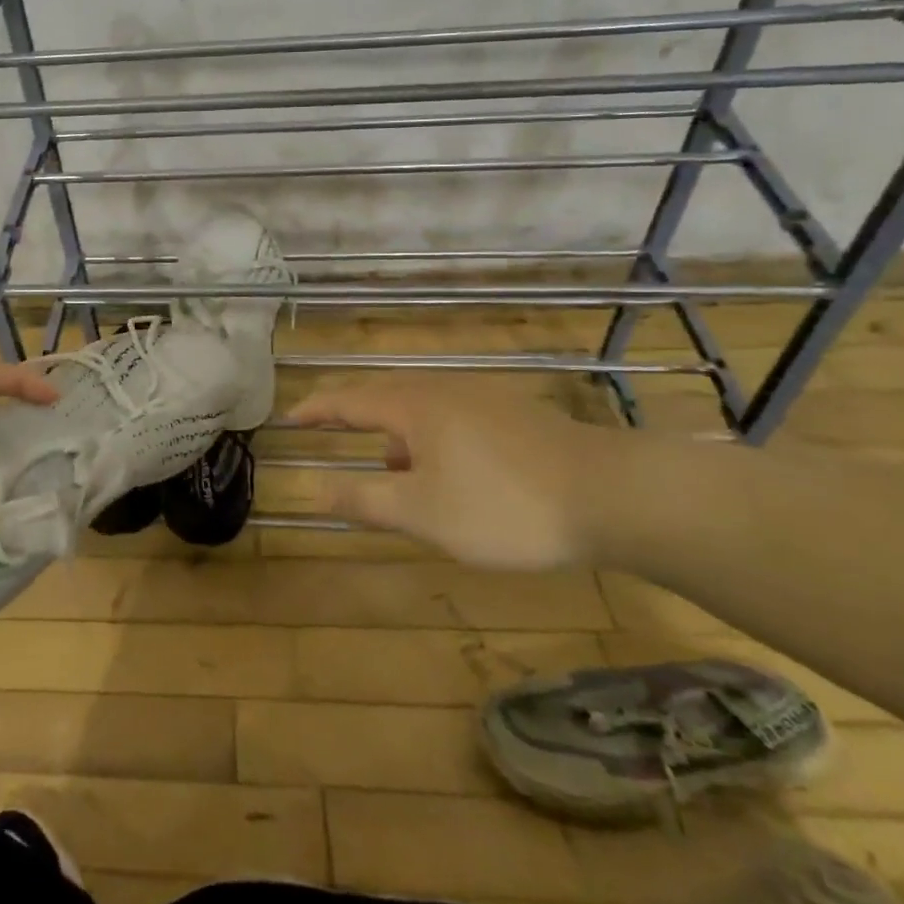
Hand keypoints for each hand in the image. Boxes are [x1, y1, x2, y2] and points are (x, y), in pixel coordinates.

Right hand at [286, 378, 629, 570]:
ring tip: (389, 466)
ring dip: (394, 431)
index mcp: (413, 406)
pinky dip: (430, 436)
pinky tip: (447, 470)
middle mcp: (443, 390)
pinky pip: (452, 416)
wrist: (613, 495)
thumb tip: (315, 487)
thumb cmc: (504, 505)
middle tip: (330, 430)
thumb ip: (365, 499)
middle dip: (353, 415)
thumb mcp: (423, 513)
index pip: (348, 400)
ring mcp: (483, 398)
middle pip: (384, 395)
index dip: (316, 409)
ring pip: (421, 407)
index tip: (290, 417)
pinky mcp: (515, 415)